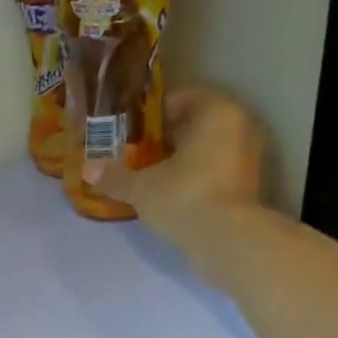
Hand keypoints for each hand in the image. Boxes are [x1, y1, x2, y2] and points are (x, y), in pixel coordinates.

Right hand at [85, 85, 268, 262]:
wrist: (227, 239)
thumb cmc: (184, 196)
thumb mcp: (141, 187)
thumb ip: (115, 176)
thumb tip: (88, 169)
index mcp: (217, 111)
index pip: (183, 98)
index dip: (154, 114)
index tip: (132, 130)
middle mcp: (240, 126)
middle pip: (197, 123)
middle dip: (168, 137)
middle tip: (137, 152)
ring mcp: (250, 156)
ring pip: (209, 147)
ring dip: (183, 158)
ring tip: (152, 175)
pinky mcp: (249, 184)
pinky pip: (217, 170)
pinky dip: (197, 176)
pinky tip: (172, 193)